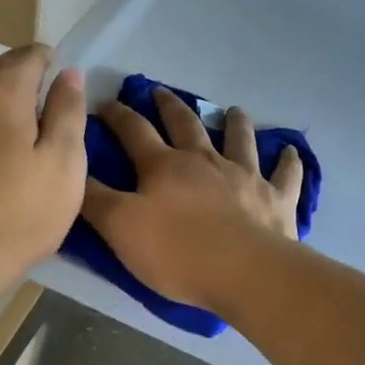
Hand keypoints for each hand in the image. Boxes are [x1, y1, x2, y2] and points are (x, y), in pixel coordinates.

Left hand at [0, 45, 86, 303]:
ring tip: (19, 126)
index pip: (27, 57)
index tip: (60, 73)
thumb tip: (69, 74)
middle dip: (21, 75)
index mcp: (3, 94)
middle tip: (44, 100)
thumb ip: (68, 113)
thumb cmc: (19, 213)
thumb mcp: (64, 164)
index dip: (47, 59)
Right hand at [81, 88, 302, 313]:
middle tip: (161, 92)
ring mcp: (245, 176)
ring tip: (233, 110)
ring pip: (239, 139)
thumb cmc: (177, 252)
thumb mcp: (120, 228)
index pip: (134, 131)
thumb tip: (74, 168)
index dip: (117, 114)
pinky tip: (291, 151)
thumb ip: (94, 199)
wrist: (244, 272)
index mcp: (164, 166)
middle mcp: (204, 161)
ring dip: (234, 123)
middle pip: (185, 125)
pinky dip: (288, 161)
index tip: (105, 102)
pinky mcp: (276, 199)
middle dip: (169, 106)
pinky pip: (285, 174)